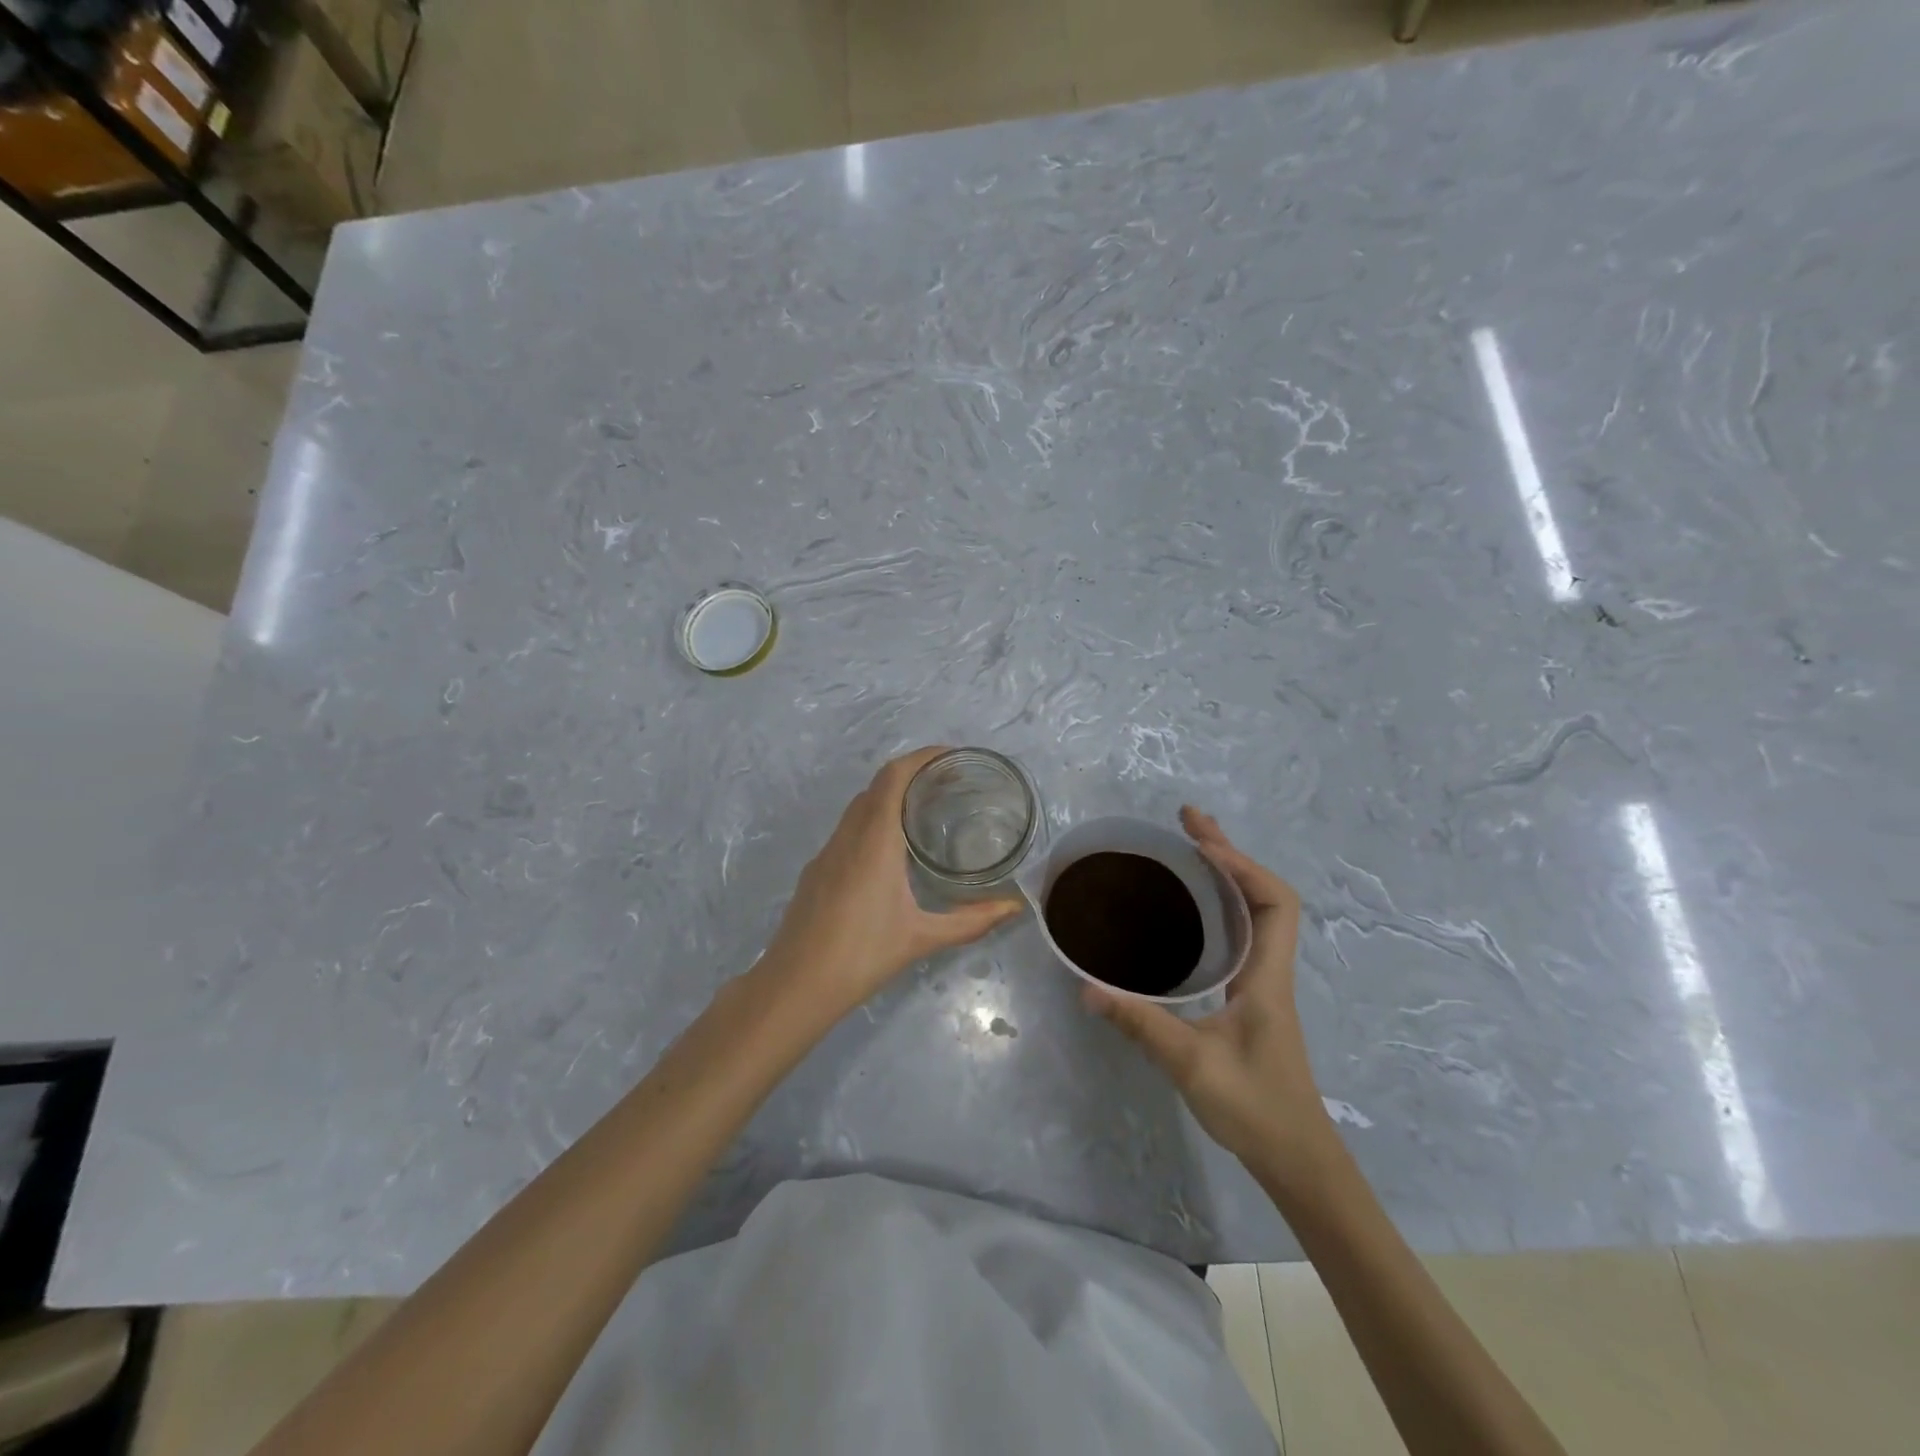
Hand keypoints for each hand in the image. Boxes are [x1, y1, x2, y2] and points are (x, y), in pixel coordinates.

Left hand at [761, 748, 1023, 1018]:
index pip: (893, 777)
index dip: (921, 757)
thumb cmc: (862, 955)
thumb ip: (971, 921)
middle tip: (947, 785)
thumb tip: (1015, 908)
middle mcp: (848, 837)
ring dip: (889, 797)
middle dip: (910, 775)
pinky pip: (847, 830)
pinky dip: (871, 821)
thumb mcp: (922, 938)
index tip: (951, 756)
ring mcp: (826, 853)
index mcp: (874, 841)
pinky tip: (890, 852)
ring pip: (858, 807)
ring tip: (924, 812)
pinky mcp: (816, 871)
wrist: (795, 985)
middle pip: (876, 786)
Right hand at [1082, 808, 1330, 1173]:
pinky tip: (1186, 910)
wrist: (1297, 1160)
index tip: (1199, 844)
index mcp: (1266, 976)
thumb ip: (1140, 1024)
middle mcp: (1268, 970)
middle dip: (1226, 852)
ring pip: (1251, 913)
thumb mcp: (1191, 1065)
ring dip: (1224, 875)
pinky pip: (1236, 936)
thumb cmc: (1256, 1109)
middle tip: (1185, 821)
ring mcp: (1260, 983)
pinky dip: (1217, 907)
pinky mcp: (1247, 998)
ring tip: (1185, 848)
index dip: (1240, 865)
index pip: (1273, 901)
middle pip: (1262, 894)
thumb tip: (1086, 987)